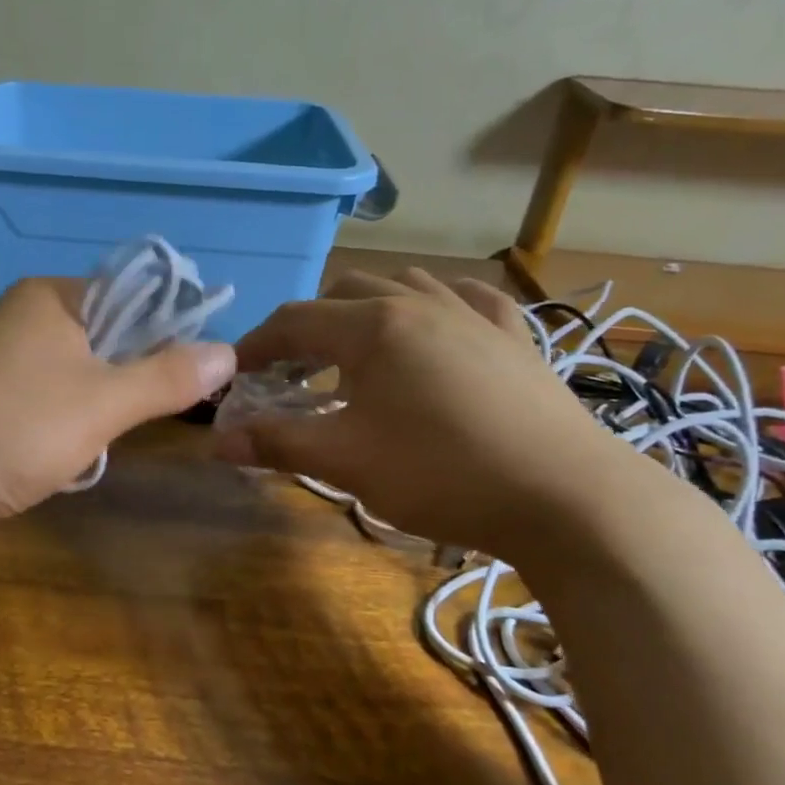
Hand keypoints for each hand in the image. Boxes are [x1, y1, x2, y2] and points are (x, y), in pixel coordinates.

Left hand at [0, 278, 235, 530]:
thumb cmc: (9, 430)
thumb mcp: (101, 403)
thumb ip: (166, 377)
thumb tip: (230, 351)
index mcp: (52, 298)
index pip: (134, 295)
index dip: (171, 329)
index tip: (198, 374)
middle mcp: (26, 318)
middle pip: (109, 337)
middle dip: (133, 380)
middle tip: (150, 417)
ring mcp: (4, 362)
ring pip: (82, 377)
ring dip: (101, 411)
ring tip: (101, 442)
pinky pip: (51, 404)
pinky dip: (69, 428)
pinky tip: (68, 458)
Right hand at [214, 269, 628, 555]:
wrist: (567, 498)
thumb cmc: (442, 474)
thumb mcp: (347, 462)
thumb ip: (278, 443)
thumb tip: (218, 441)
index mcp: (373, 327)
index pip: (294, 321)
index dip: (256, 345)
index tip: (235, 375)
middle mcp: (420, 304)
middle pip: (344, 293)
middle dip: (309, 327)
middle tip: (293, 374)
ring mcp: (474, 315)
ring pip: (404, 286)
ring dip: (366, 310)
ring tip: (356, 353)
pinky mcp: (515, 337)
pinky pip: (466, 299)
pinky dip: (435, 306)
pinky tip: (436, 326)